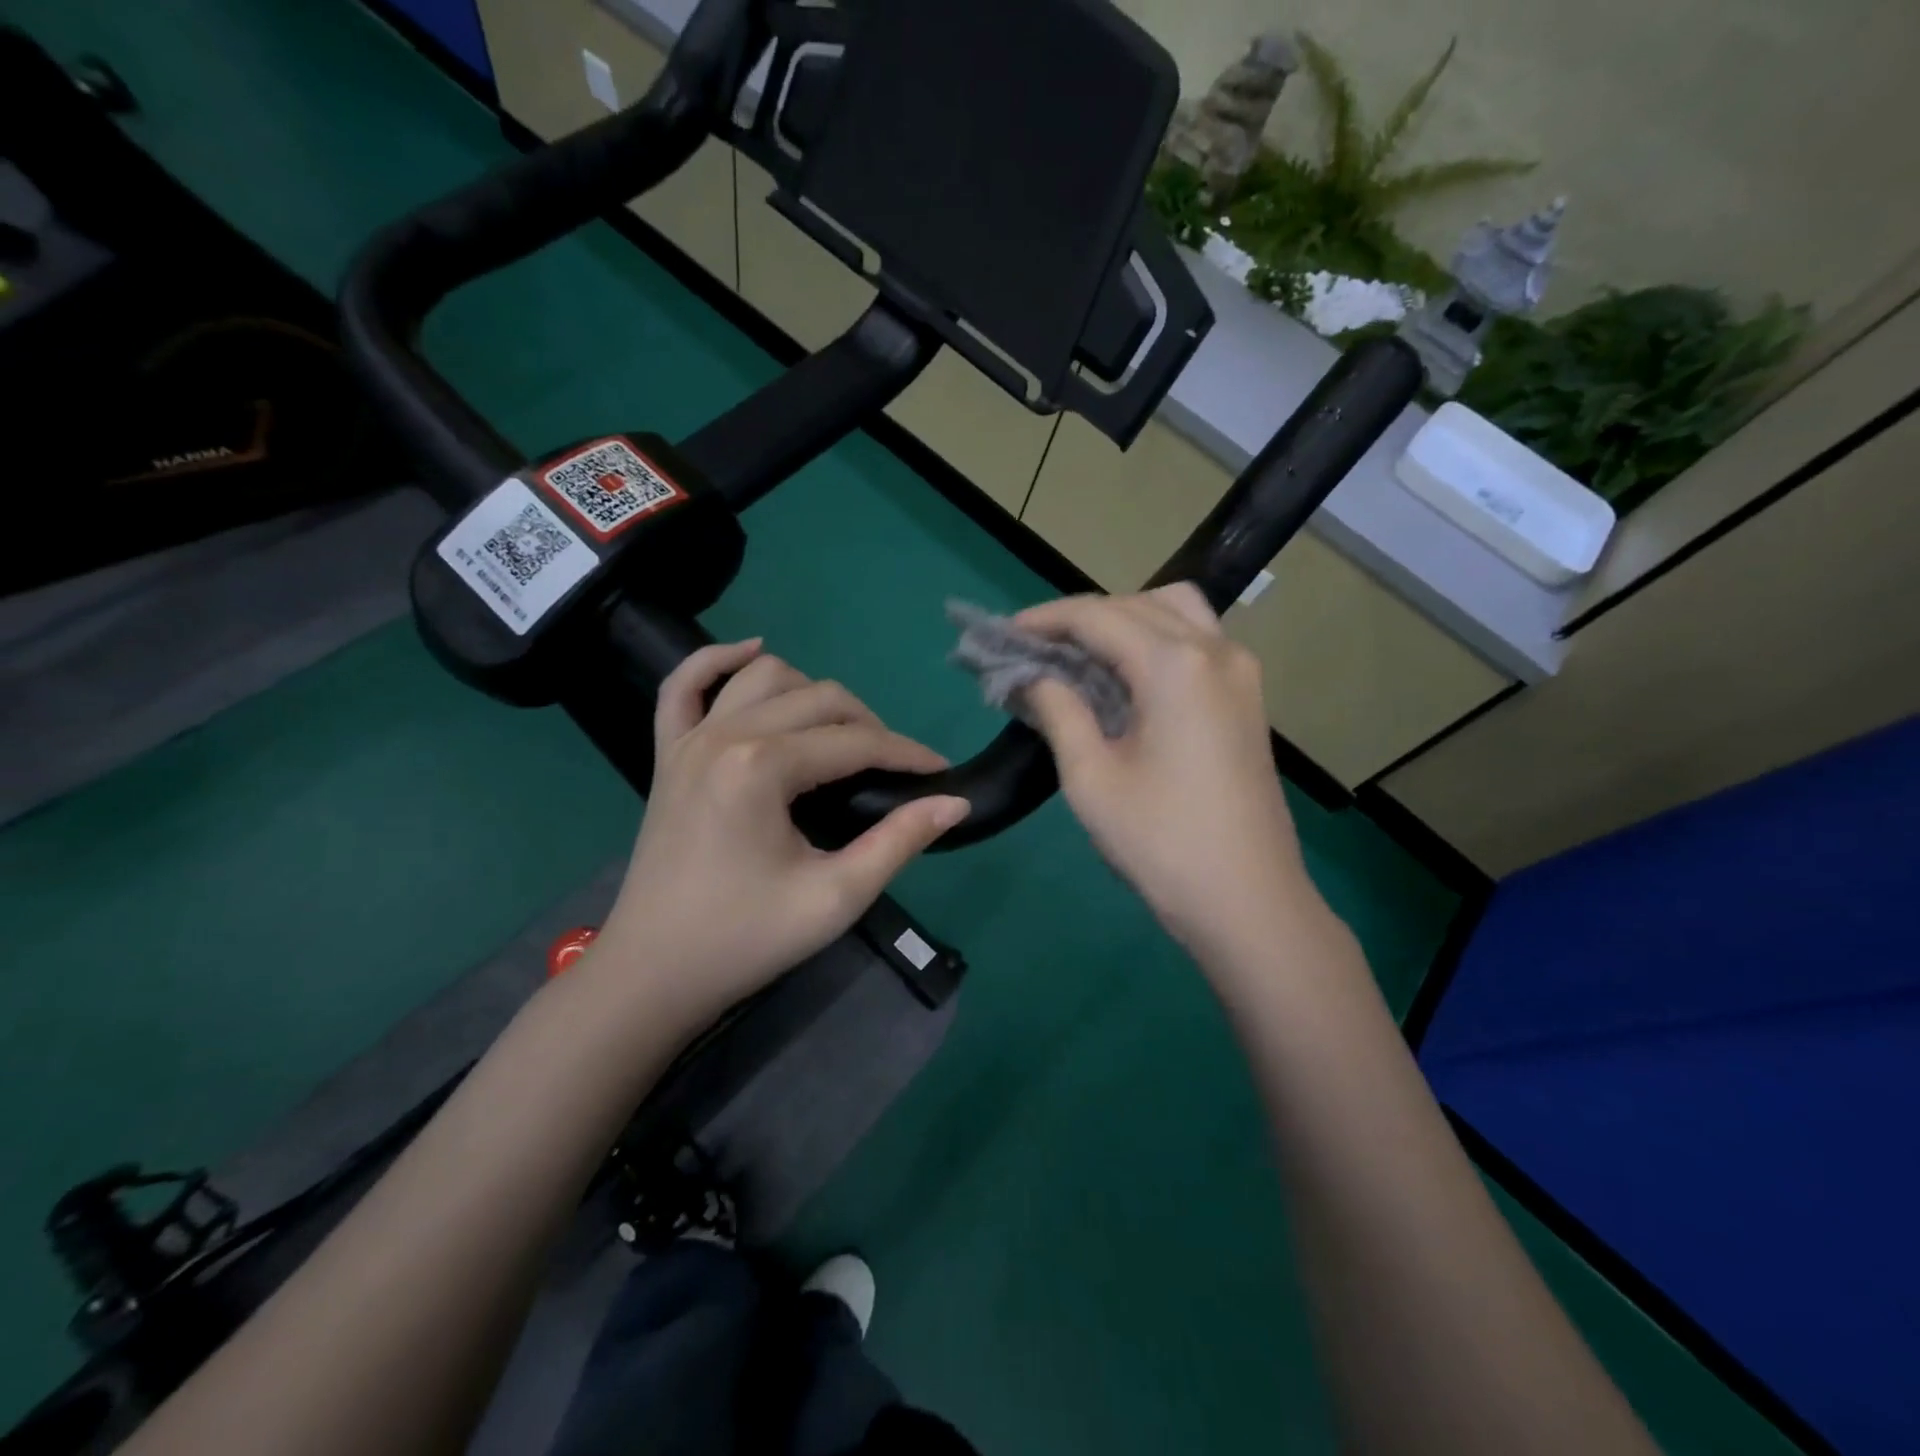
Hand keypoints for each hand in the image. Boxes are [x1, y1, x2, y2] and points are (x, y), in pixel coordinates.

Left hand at [591, 640, 968, 1029]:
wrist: (653, 974)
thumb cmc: (746, 939)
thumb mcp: (835, 898)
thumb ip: (899, 842)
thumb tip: (954, 802)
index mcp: (762, 767)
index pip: (855, 742)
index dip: (907, 754)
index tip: (941, 772)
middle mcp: (724, 735)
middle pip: (819, 697)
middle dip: (869, 725)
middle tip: (894, 770)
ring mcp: (688, 739)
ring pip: (765, 676)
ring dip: (811, 692)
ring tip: (838, 733)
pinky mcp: (667, 753)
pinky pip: (683, 684)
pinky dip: (717, 659)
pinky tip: (752, 651)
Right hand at [1015, 586, 1309, 957]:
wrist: (1248, 902)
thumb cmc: (1162, 842)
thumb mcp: (1092, 777)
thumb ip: (1058, 711)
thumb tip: (1032, 676)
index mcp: (1175, 665)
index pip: (1098, 617)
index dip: (1046, 619)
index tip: (1004, 634)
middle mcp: (1215, 651)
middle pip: (1137, 604)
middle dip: (1082, 617)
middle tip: (1036, 649)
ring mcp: (1240, 672)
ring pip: (1175, 613)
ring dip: (1124, 620)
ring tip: (1082, 656)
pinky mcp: (1248, 698)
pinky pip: (1196, 642)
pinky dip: (1155, 640)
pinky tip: (1126, 677)